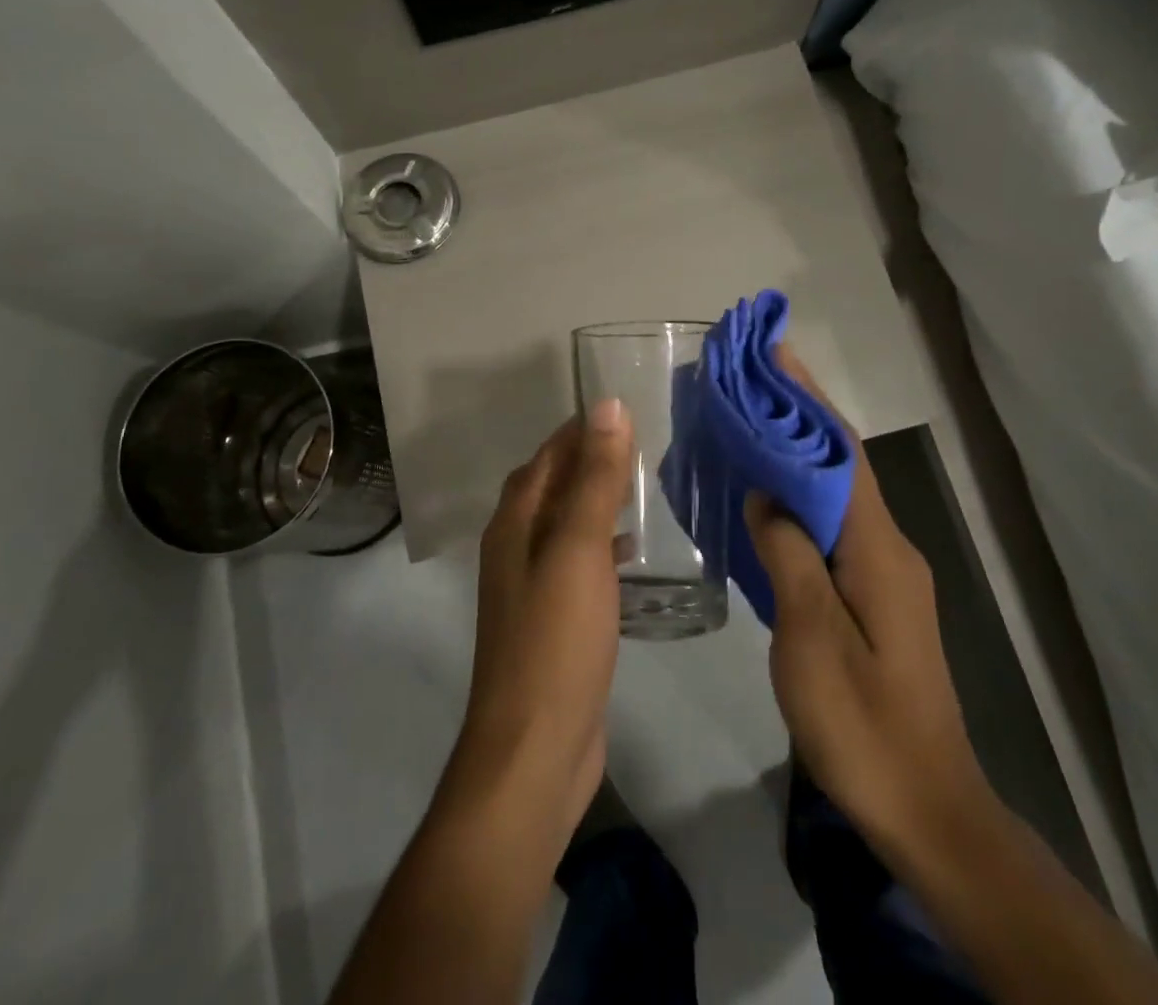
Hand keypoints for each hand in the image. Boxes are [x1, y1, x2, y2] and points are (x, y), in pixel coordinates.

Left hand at [445, 401, 633, 842]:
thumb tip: (607, 405)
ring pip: (566, 525)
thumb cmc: (555, 640)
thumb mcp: (579, 550)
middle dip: (590, 460)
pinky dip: (601, 545)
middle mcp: (516, 547)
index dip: (580, 430)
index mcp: (515, 523)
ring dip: (596, 501)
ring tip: (642, 488)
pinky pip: (578, 564)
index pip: (547, 456)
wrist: (534, 751)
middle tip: (642, 445)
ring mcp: (533, 587)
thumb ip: (594, 478)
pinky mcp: (554, 622)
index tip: (624, 409)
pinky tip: (632, 553)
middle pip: (552, 486)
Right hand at [746, 350, 991, 867]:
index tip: (775, 351)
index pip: (840, 452)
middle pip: (840, 463)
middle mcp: (888, 546)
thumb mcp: (812, 638)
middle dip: (798, 412)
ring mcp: (884, 572)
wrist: (926, 808)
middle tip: (748, 377)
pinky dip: (799, 495)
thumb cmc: (864, 725)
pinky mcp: (874, 595)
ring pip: (836, 493)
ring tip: (748, 420)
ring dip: (797, 451)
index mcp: (878, 548)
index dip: (807, 398)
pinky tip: (766, 495)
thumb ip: (789, 556)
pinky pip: (832, 526)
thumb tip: (767, 495)